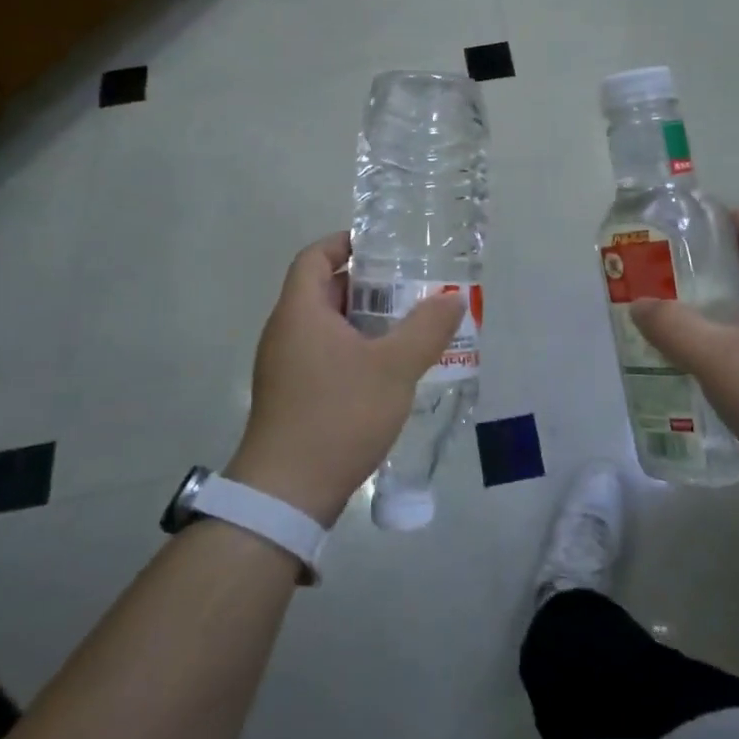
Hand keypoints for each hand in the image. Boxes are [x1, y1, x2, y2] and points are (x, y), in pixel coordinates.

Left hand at [228, 234, 465, 527]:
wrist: (287, 495)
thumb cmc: (338, 415)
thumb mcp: (394, 368)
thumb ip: (427, 328)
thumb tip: (454, 297)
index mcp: (300, 312)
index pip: (314, 256)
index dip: (345, 243)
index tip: (382, 245)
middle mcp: (286, 332)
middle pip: (323, 290)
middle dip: (366, 284)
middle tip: (409, 287)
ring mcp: (285, 367)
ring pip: (326, 326)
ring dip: (364, 320)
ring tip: (407, 326)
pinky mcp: (291, 396)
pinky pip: (324, 355)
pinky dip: (354, 349)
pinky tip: (387, 370)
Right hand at [629, 209, 738, 480]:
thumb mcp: (715, 357)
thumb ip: (672, 325)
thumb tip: (638, 303)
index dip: (722, 219)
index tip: (680, 232)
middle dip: (709, 259)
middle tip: (664, 270)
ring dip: (716, 297)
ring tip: (673, 308)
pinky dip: (728, 328)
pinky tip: (700, 351)